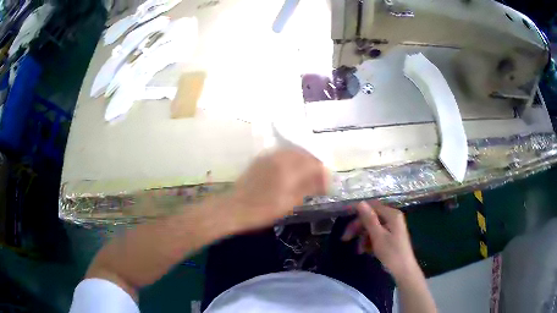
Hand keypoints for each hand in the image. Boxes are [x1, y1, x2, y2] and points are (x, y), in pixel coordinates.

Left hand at [228, 148, 327, 230]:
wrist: (235, 207)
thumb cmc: (263, 210)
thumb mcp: (290, 203)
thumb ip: (309, 188)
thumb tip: (326, 182)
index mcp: (289, 169)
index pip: (314, 164)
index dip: (323, 174)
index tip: (326, 185)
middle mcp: (280, 157)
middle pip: (305, 154)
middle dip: (315, 166)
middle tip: (318, 181)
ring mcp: (269, 155)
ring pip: (294, 152)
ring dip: (304, 162)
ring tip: (306, 177)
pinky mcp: (261, 158)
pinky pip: (282, 153)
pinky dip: (291, 160)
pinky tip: (291, 172)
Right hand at [342, 201, 419, 278]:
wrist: (403, 271)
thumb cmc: (392, 253)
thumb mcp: (378, 236)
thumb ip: (369, 219)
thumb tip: (360, 203)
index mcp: (392, 215)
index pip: (371, 206)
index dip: (357, 209)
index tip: (343, 214)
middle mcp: (392, 218)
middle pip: (371, 217)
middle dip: (357, 227)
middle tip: (345, 238)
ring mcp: (392, 227)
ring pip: (372, 227)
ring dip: (362, 236)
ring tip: (358, 250)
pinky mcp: (390, 236)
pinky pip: (376, 234)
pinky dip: (369, 241)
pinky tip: (364, 251)